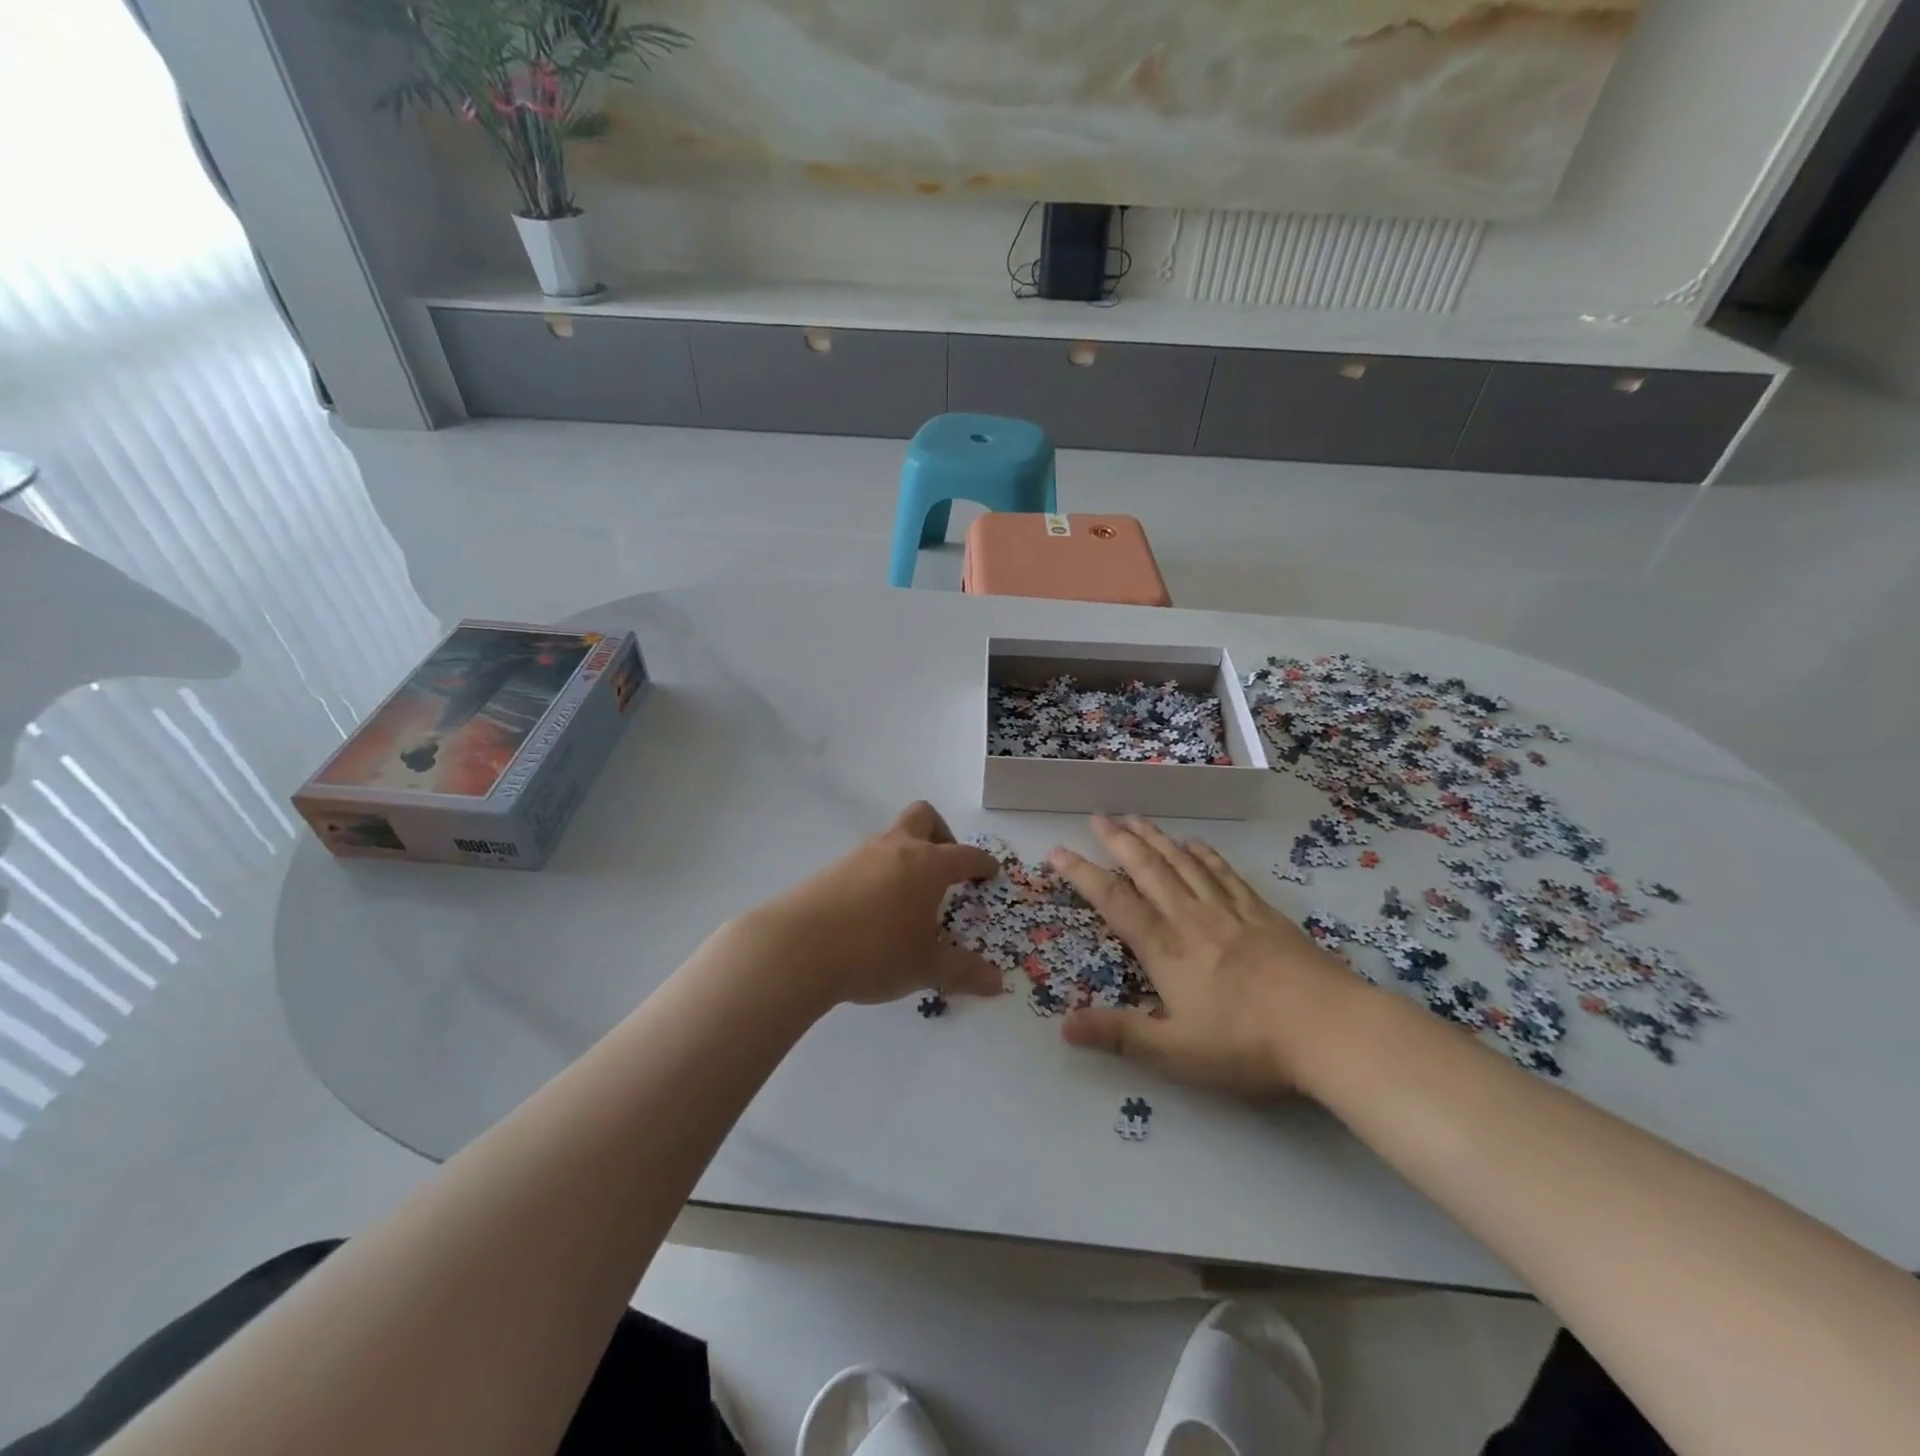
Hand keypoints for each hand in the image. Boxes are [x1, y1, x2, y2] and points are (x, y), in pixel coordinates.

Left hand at [749, 802, 1002, 1008]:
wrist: (798, 947)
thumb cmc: (875, 951)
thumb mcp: (925, 967)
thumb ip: (962, 971)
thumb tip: (997, 983)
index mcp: (927, 864)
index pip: (964, 854)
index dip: (981, 862)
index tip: (990, 871)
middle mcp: (896, 848)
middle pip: (923, 817)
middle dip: (941, 833)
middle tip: (946, 867)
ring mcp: (860, 855)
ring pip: (891, 837)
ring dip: (906, 855)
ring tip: (909, 896)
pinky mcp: (831, 869)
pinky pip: (866, 860)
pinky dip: (879, 873)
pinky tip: (874, 909)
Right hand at [1051, 816, 1370, 1095]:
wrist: (1327, 1027)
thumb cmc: (1246, 1043)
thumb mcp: (1175, 1052)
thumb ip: (1119, 1035)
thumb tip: (1063, 1026)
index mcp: (1165, 948)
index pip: (1113, 902)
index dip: (1082, 874)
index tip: (1057, 852)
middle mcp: (1190, 917)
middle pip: (1148, 868)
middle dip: (1119, 841)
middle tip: (1098, 817)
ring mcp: (1228, 910)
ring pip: (1183, 862)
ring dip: (1155, 838)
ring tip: (1135, 817)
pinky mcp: (1261, 912)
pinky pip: (1224, 872)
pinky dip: (1204, 854)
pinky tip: (1196, 844)